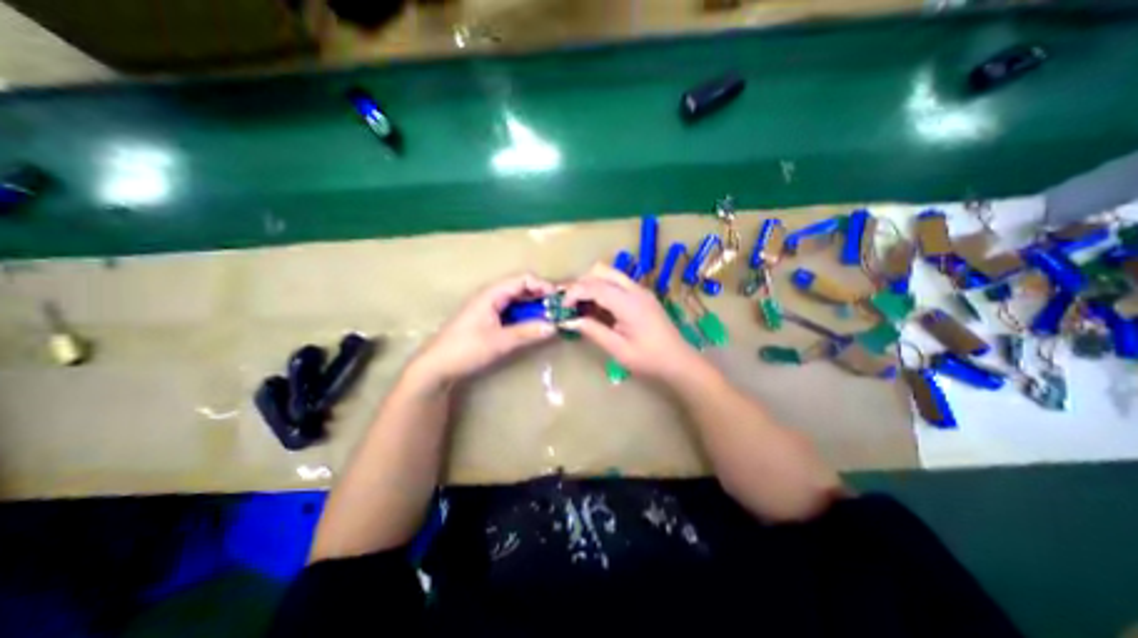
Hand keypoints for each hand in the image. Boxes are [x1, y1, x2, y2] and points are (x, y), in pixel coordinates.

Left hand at [413, 272, 558, 385]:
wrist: (436, 366)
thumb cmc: (466, 349)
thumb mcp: (500, 342)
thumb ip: (528, 332)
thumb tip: (554, 326)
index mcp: (492, 294)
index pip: (523, 279)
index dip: (542, 286)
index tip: (558, 300)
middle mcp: (491, 296)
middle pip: (521, 287)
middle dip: (541, 296)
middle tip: (558, 310)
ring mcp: (488, 307)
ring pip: (517, 300)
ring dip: (533, 307)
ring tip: (550, 318)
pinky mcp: (487, 319)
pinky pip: (511, 311)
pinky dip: (524, 315)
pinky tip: (532, 326)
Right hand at [558, 264, 702, 382]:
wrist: (679, 361)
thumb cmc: (649, 359)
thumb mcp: (618, 349)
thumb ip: (593, 331)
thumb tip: (570, 321)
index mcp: (628, 303)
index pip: (594, 286)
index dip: (574, 293)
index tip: (563, 307)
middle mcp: (635, 290)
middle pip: (602, 271)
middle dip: (582, 283)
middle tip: (572, 303)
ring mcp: (641, 291)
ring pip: (610, 274)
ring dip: (593, 284)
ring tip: (583, 306)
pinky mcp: (643, 296)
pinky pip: (618, 283)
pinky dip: (604, 289)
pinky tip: (600, 309)